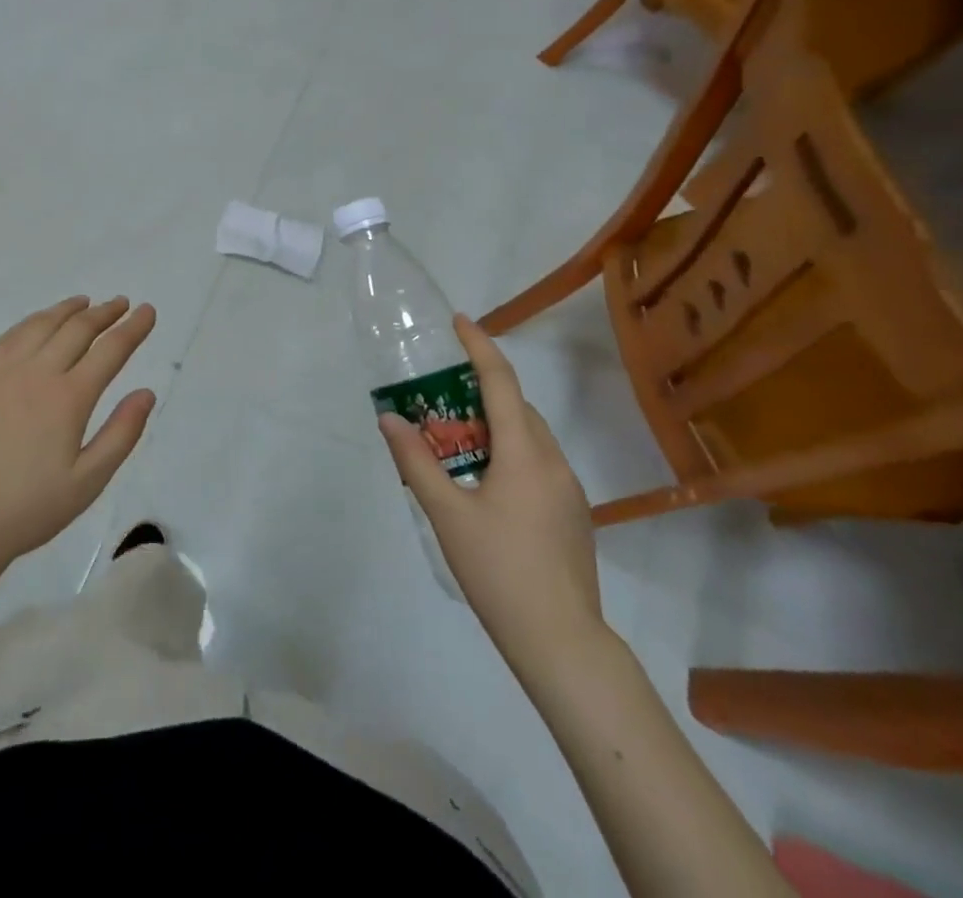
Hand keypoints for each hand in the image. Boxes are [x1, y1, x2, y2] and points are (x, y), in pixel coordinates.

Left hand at [0, 296, 157, 572]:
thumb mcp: (89, 481)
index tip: (147, 311)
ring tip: (85, 303)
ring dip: (68, 309)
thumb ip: (122, 433)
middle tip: (122, 303)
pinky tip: (40, 322)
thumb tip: (146, 393)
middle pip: (77, 329)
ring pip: (42, 325)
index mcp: (69, 398)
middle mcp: (37, 373)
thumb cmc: (31, 507)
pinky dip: (33, 321)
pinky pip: (11, 336)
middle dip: (105, 313)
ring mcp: (4, 372)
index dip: (133, 328)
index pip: (110, 350)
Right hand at [379, 315, 607, 685]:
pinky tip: (484, 483)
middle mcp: (554, 461)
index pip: (501, 382)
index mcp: (525, 452)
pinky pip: (538, 463)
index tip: (459, 321)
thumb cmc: (499, 570)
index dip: (480, 346)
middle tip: (439, 395)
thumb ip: (416, 461)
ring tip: (455, 440)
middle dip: (480, 390)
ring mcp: (569, 489)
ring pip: (530, 436)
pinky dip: (510, 452)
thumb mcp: (447, 513)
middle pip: (517, 407)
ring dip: (495, 424)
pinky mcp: (573, 514)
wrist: (561, 641)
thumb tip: (389, 417)